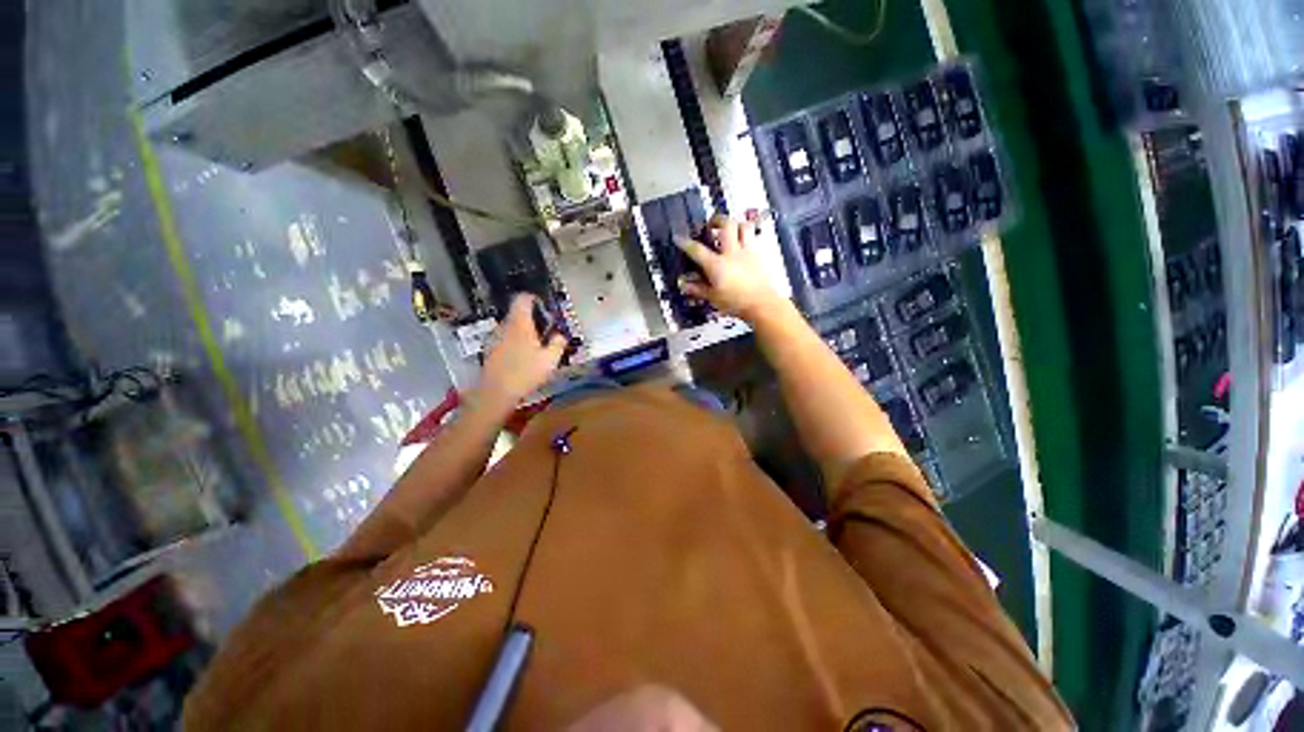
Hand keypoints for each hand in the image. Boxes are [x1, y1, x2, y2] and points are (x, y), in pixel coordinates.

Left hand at [475, 295, 566, 412]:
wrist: (496, 392)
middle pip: (517, 313)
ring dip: (522, 332)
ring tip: (534, 346)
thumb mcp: (550, 359)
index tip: (544, 307)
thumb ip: (558, 343)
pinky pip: (504, 339)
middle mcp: (505, 326)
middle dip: (531, 319)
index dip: (533, 298)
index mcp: (520, 324)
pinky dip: (513, 343)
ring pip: (510, 327)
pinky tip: (521, 358)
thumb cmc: (526, 373)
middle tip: (544, 331)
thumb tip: (560, 335)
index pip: (523, 299)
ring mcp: (495, 338)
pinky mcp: (489, 350)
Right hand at [677, 216, 783, 321]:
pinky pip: (753, 238)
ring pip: (744, 226)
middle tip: (711, 225)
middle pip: (726, 225)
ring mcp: (748, 252)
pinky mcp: (759, 255)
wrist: (762, 304)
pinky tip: (742, 244)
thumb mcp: (713, 298)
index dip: (686, 243)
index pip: (697, 250)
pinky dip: (747, 237)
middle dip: (717, 220)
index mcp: (717, 265)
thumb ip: (698, 289)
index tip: (679, 239)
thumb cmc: (736, 303)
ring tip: (730, 229)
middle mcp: (732, 253)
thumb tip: (685, 285)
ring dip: (735, 224)